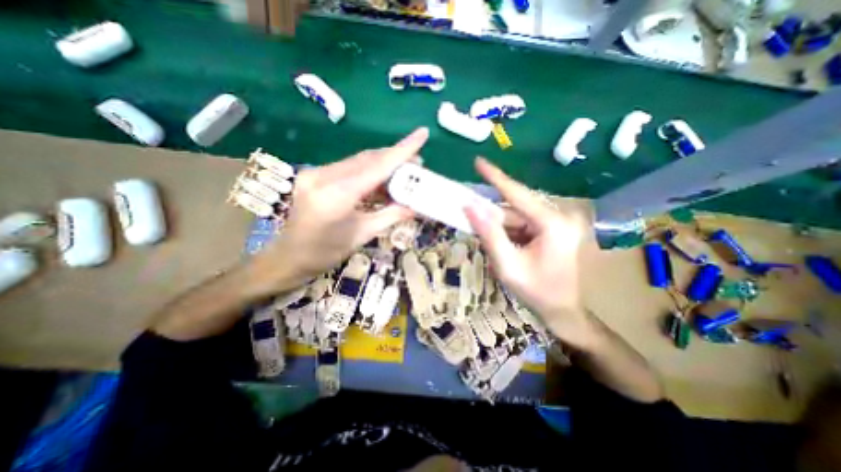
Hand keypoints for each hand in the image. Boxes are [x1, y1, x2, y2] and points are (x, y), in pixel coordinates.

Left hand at [254, 129, 427, 289]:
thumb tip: (415, 206)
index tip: (422, 134)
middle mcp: (323, 176)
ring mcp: (316, 173)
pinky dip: (368, 171)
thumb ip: (390, 216)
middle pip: (368, 159)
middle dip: (395, 158)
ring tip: (402, 173)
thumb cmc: (326, 253)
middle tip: (417, 164)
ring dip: (383, 164)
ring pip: (358, 161)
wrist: (289, 257)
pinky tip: (380, 180)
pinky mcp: (314, 175)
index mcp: (336, 195)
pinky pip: (348, 167)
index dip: (402, 150)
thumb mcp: (363, 234)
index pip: (376, 167)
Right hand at [467, 156, 588, 343]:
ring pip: (517, 217)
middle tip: (471, 221)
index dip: (496, 177)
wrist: (563, 311)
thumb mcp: (507, 265)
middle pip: (515, 209)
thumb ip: (488, 234)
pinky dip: (509, 233)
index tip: (479, 161)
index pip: (517, 194)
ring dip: (500, 229)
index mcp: (552, 223)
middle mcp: (558, 217)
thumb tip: (470, 207)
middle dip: (492, 218)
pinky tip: (506, 248)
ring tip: (495, 248)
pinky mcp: (553, 230)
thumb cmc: (537, 291)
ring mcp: (557, 223)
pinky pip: (523, 225)